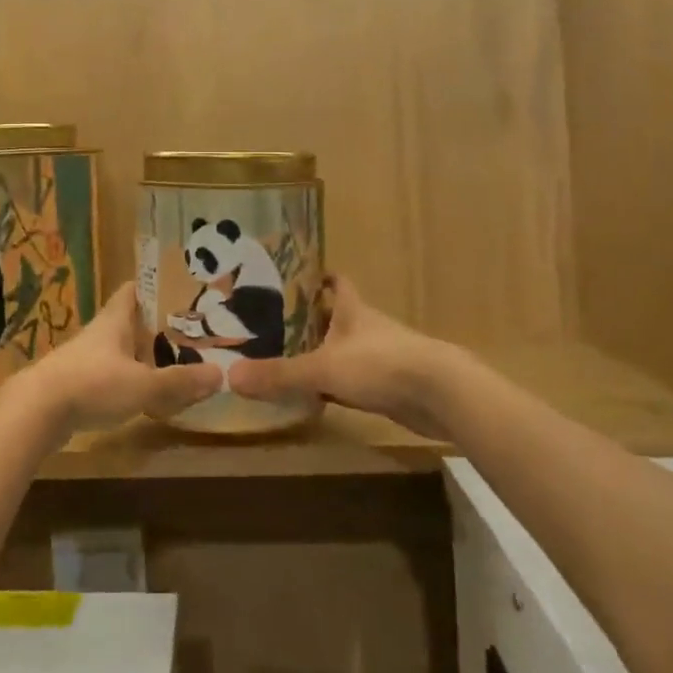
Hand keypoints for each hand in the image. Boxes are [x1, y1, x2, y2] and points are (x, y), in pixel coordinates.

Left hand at [0, 283, 222, 446]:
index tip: (180, 289)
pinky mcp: (76, 383)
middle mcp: (100, 333)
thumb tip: (221, 375)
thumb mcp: (144, 385)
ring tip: (174, 363)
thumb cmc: (92, 384)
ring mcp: (85, 358)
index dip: (155, 286)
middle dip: (156, 325)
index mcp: (115, 320)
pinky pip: (109, 374)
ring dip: (142, 355)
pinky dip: (127, 379)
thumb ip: (180, 381)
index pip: (134, 289)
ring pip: (120, 349)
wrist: (36, 412)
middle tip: (190, 331)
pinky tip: (144, 394)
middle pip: (130, 321)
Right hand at [227, 278, 459, 439]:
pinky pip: (353, 380)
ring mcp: (380, 356)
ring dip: (321, 352)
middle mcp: (366, 327)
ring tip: (285, 357)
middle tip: (271, 323)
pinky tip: (315, 395)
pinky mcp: (389, 385)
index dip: (316, 277)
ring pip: (343, 348)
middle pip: (335, 316)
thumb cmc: (381, 364)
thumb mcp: (323, 368)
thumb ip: (280, 374)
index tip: (289, 278)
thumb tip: (230, 377)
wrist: (441, 395)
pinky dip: (335, 385)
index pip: (335, 282)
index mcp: (352, 309)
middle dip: (308, 319)